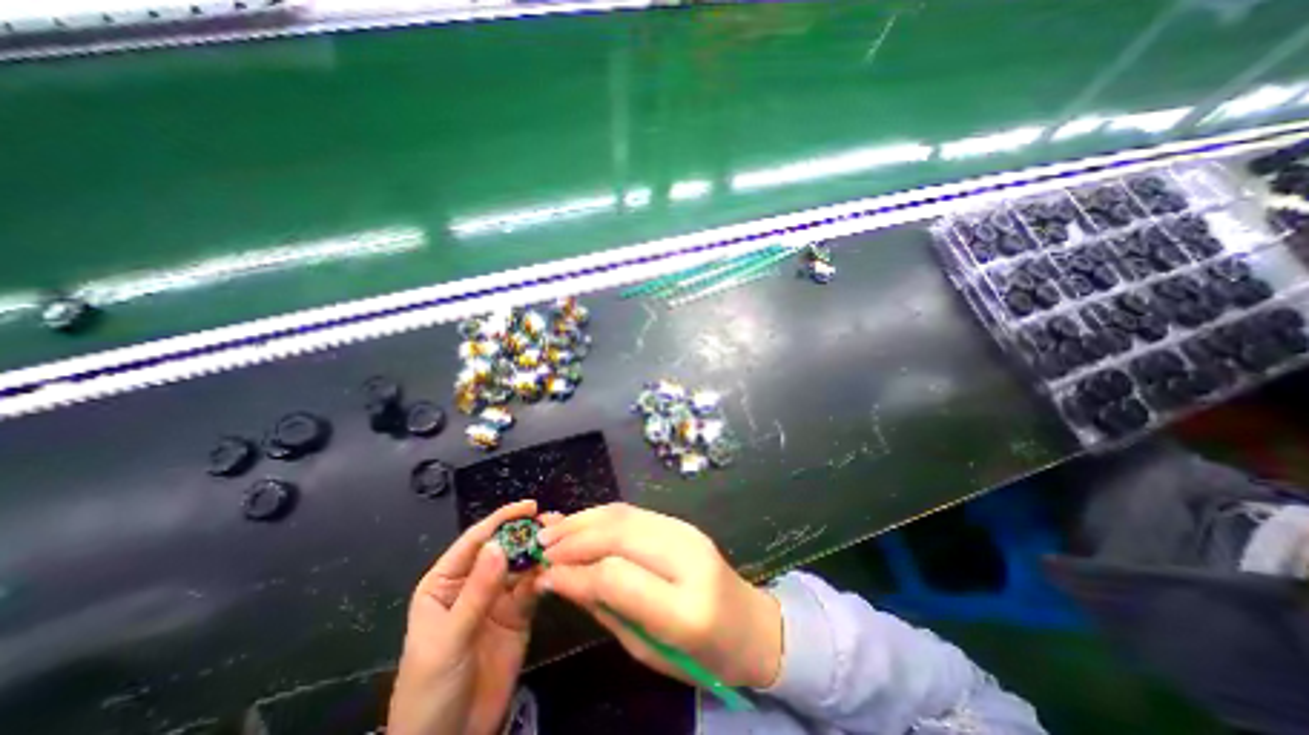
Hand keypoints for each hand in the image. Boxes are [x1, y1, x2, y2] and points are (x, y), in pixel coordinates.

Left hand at [386, 500, 555, 734]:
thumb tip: (499, 545)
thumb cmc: (430, 690)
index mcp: (446, 583)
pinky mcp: (519, 614)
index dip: (501, 521)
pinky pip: (534, 588)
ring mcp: (498, 599)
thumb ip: (477, 593)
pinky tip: (558, 569)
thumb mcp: (449, 640)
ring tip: (563, 541)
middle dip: (527, 534)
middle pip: (503, 549)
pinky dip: (546, 577)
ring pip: (522, 566)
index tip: (530, 506)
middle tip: (554, 522)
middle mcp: (474, 583)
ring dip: (541, 553)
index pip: (475, 542)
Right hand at [536, 501, 779, 692]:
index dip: (575, 572)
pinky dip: (603, 515)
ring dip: (584, 519)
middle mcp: (688, 559)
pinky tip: (583, 522)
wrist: (751, 623)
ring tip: (553, 529)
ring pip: (625, 515)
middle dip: (574, 537)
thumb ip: (606, 610)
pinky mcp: (683, 522)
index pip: (617, 576)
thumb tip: (563, 580)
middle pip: (619, 534)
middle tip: (540, 545)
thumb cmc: (702, 655)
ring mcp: (688, 533)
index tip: (544, 574)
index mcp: (686, 608)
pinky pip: (635, 512)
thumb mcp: (649, 651)